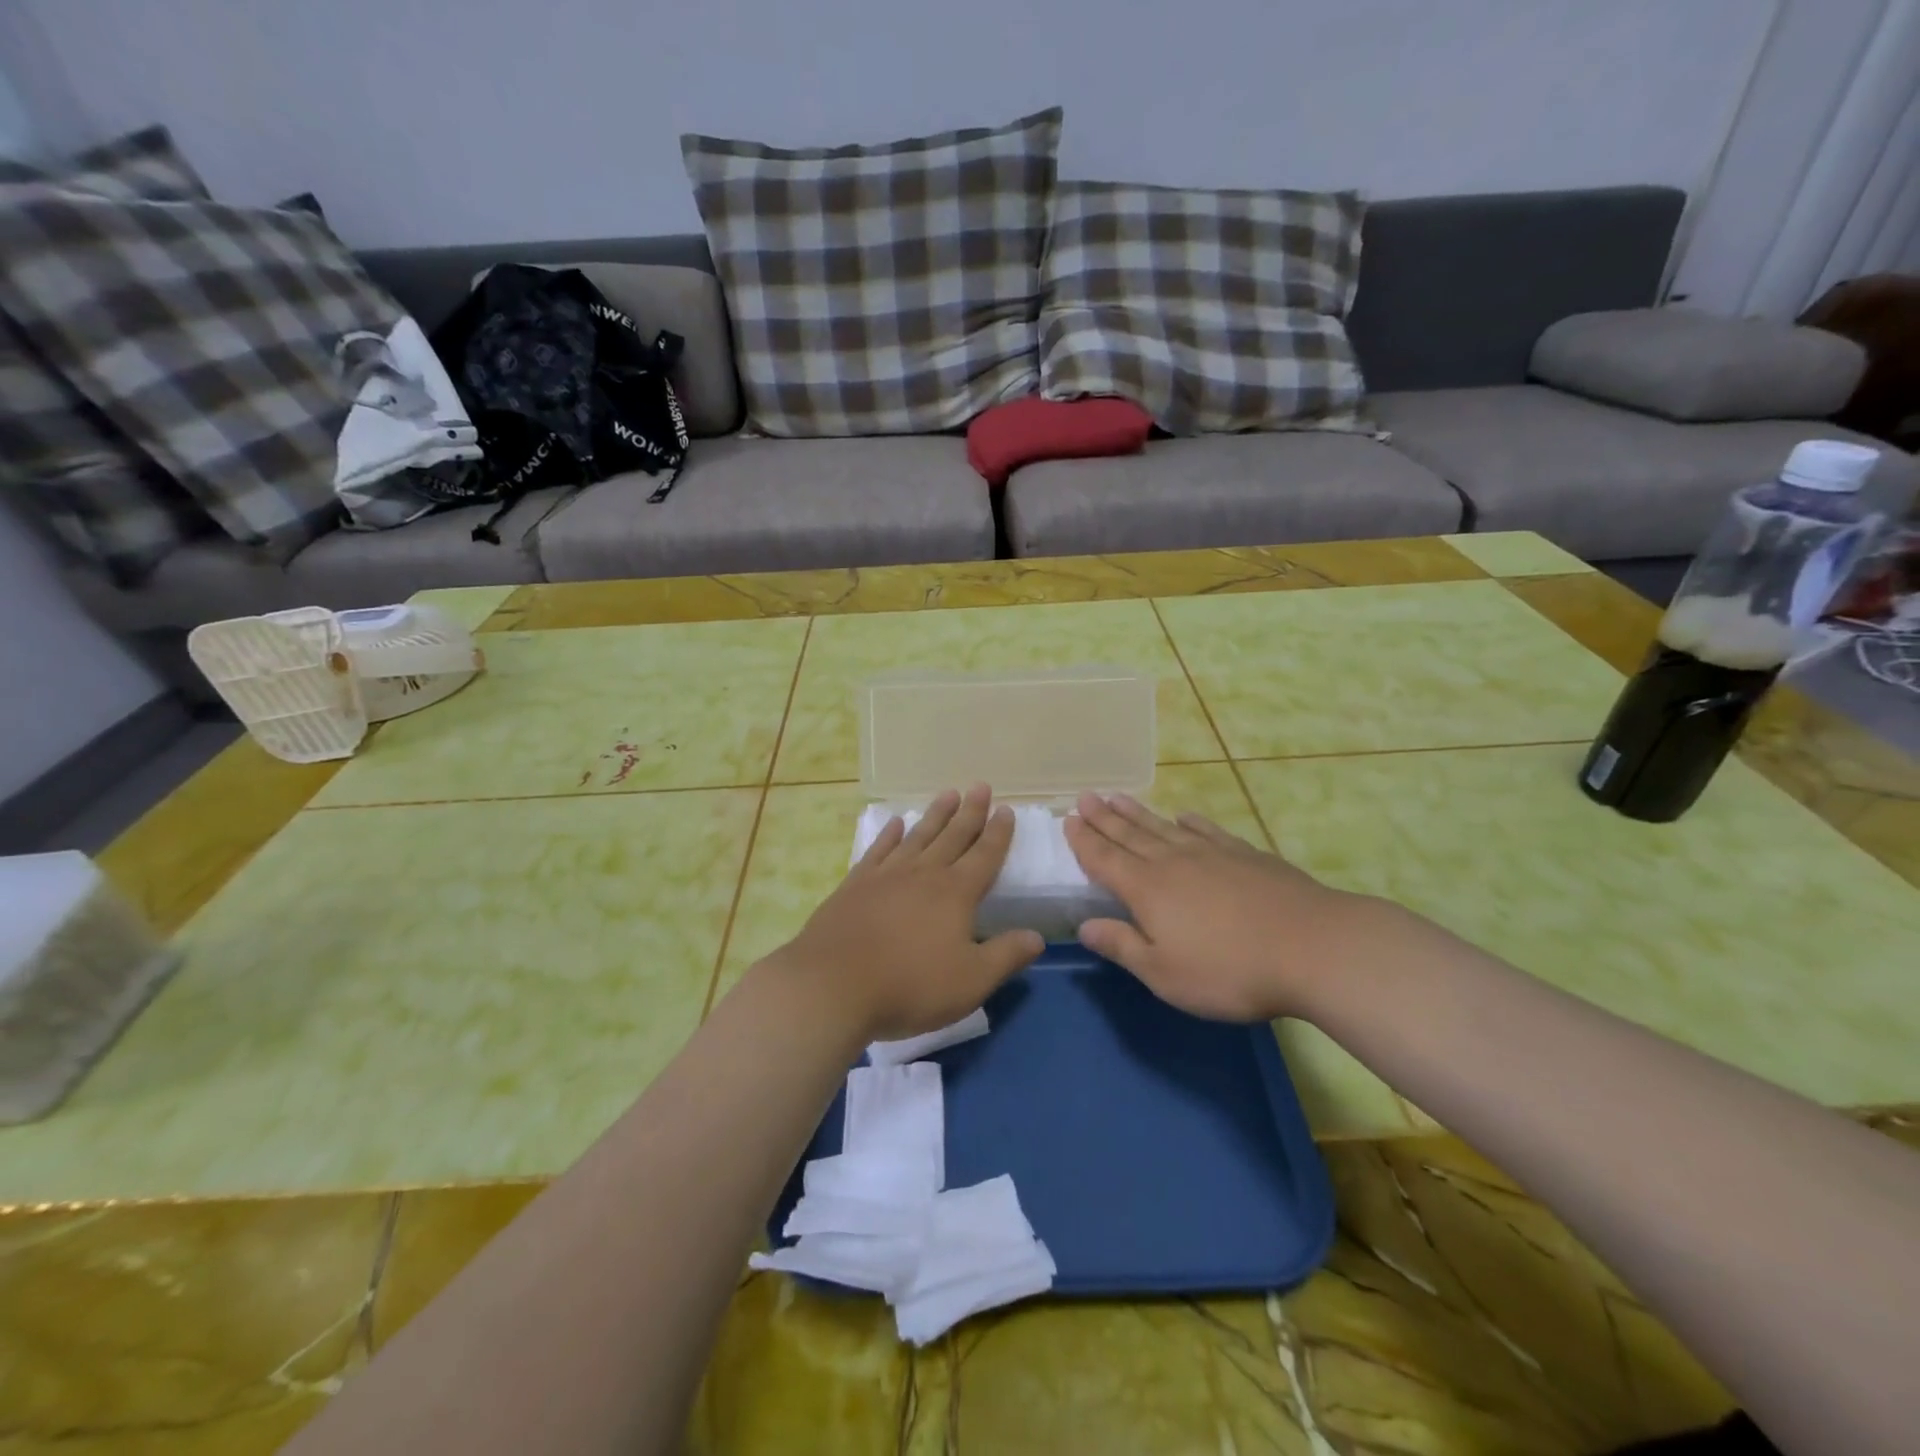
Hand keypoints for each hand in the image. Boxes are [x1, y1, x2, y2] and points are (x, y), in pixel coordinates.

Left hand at [773, 785, 1044, 1043]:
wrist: (833, 986)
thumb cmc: (910, 985)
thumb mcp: (970, 981)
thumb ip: (1006, 956)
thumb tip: (1038, 936)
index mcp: (955, 893)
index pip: (984, 856)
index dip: (998, 833)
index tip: (1006, 809)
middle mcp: (923, 874)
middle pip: (952, 836)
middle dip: (970, 812)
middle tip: (980, 786)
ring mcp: (886, 875)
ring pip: (918, 836)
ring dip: (935, 815)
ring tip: (947, 794)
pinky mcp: (855, 885)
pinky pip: (878, 850)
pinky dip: (889, 835)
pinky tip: (896, 824)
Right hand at [1064, 792, 1382, 1021]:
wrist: (1311, 947)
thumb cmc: (1229, 970)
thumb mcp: (1164, 973)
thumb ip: (1123, 946)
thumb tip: (1084, 926)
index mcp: (1147, 890)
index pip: (1104, 860)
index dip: (1084, 841)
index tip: (1068, 820)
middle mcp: (1173, 862)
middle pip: (1130, 835)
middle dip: (1104, 817)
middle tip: (1085, 796)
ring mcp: (1212, 854)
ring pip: (1163, 827)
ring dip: (1137, 812)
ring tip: (1118, 797)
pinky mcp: (1246, 855)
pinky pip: (1207, 830)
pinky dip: (1190, 822)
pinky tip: (1183, 816)